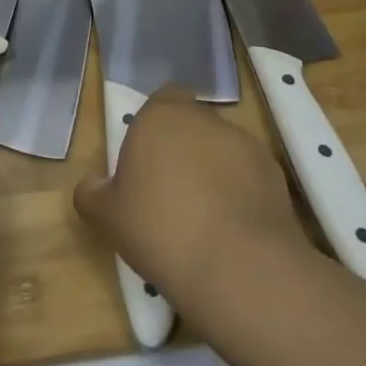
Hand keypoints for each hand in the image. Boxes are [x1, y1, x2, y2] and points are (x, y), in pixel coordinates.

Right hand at [74, 87, 305, 309]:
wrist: (238, 266)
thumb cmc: (160, 229)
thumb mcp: (107, 217)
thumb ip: (93, 193)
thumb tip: (91, 186)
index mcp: (159, 117)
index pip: (161, 99)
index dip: (156, 125)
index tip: (148, 159)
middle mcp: (202, 118)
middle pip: (191, 124)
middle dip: (184, 148)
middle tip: (171, 192)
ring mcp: (243, 142)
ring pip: (221, 149)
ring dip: (214, 170)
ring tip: (206, 217)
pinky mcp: (274, 172)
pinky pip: (249, 175)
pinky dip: (242, 192)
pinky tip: (234, 229)